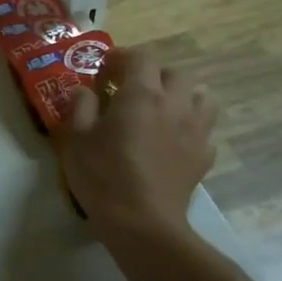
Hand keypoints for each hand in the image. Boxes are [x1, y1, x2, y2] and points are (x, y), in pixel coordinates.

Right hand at [60, 47, 215, 239]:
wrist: (143, 224)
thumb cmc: (104, 175)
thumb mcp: (76, 137)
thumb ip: (81, 106)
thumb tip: (86, 91)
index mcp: (142, 93)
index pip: (141, 56)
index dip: (122, 57)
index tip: (105, 72)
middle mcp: (175, 104)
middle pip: (175, 73)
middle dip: (154, 76)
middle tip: (131, 91)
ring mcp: (196, 130)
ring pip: (201, 98)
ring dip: (182, 97)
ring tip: (161, 111)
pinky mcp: (204, 157)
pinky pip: (204, 130)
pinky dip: (191, 128)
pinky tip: (173, 142)